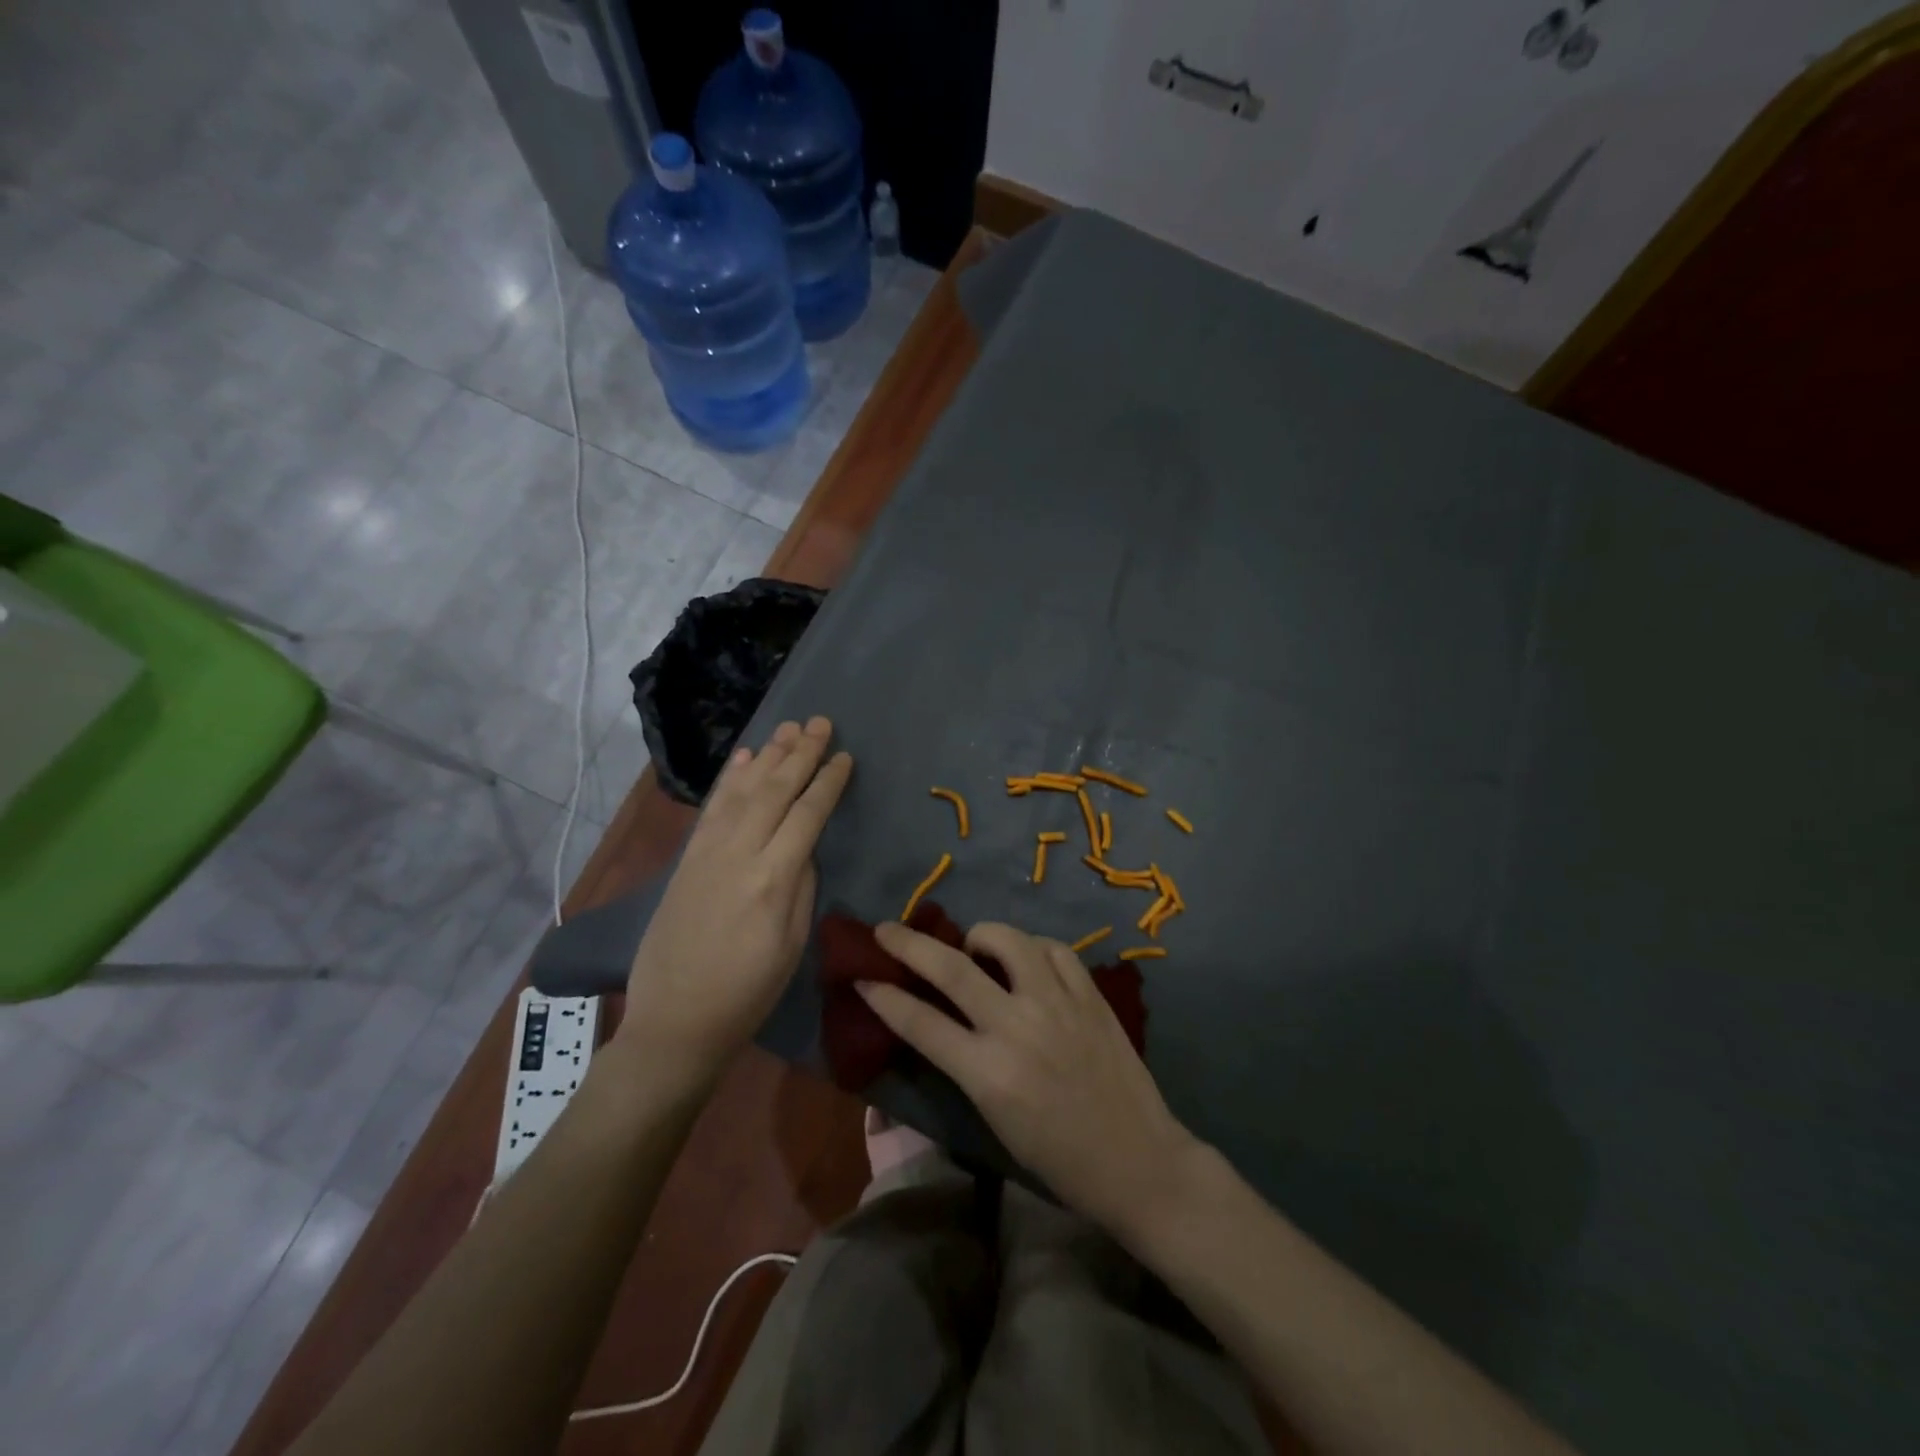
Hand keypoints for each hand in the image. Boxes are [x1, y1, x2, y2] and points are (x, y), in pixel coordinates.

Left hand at [619, 717, 852, 1081]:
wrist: (675, 1021)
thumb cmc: (748, 992)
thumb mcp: (792, 944)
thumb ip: (801, 886)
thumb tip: (804, 847)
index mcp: (773, 878)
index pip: (808, 814)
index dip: (829, 782)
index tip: (845, 756)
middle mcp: (739, 853)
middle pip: (776, 791)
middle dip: (802, 753)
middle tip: (822, 723)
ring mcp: (707, 853)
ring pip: (744, 791)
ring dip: (769, 756)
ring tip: (790, 728)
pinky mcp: (687, 859)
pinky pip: (712, 808)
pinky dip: (731, 779)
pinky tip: (745, 759)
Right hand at [860, 919, 1200, 1231]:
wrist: (1138, 1161)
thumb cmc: (1059, 1159)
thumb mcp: (995, 1120)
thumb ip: (965, 1065)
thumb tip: (938, 1022)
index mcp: (989, 1073)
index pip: (921, 1022)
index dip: (885, 997)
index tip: (863, 978)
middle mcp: (1019, 1027)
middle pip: (953, 968)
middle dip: (910, 945)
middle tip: (887, 929)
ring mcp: (1058, 1004)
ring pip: (1008, 940)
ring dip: (979, 936)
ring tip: (973, 946)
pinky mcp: (1090, 995)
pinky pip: (1053, 949)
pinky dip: (1031, 947)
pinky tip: (1026, 958)